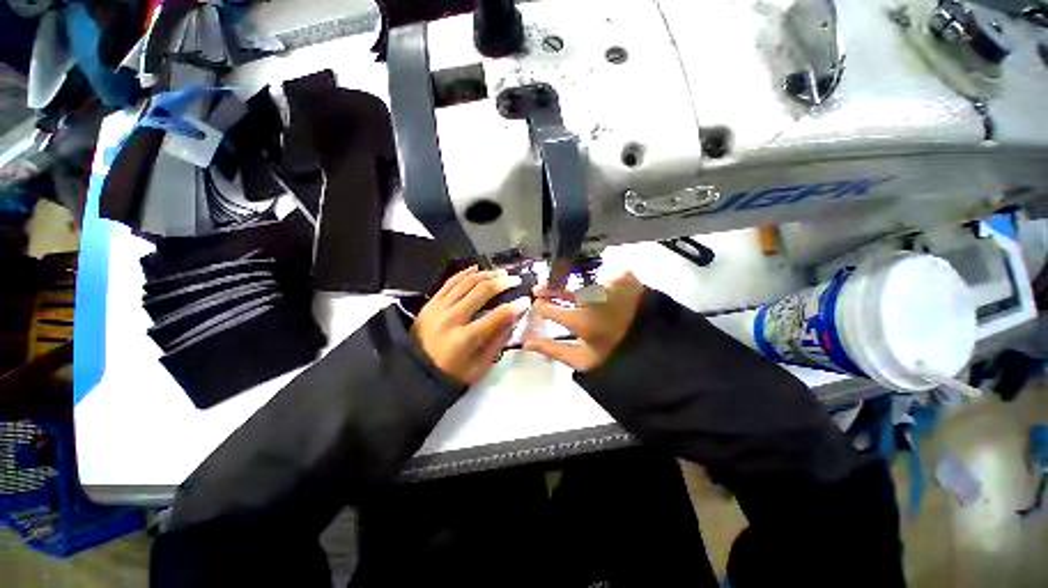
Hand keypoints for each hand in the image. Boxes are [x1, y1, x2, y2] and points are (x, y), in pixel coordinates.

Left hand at [412, 266, 530, 385]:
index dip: (515, 307)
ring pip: (467, 281)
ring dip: (487, 274)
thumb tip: (513, 320)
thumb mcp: (479, 367)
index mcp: (465, 338)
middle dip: (503, 283)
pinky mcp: (431, 302)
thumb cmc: (450, 374)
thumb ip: (497, 342)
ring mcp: (439, 307)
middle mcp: (451, 318)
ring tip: (501, 273)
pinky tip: (477, 269)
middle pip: (482, 291)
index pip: (497, 316)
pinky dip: (465, 273)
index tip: (526, 301)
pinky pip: (450, 281)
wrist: (413, 372)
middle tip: (515, 280)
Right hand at [523, 272, 645, 371]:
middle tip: (540, 290)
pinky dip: (590, 276)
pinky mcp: (623, 276)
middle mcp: (593, 299)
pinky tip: (588, 283)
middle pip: (561, 289)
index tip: (537, 305)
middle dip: (548, 290)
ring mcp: (609, 284)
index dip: (540, 307)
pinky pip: (600, 271)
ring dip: (567, 282)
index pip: (548, 308)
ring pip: (578, 278)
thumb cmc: (614, 354)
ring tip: (564, 287)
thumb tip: (526, 342)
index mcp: (582, 321)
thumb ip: (552, 350)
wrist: (652, 344)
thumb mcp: (581, 360)